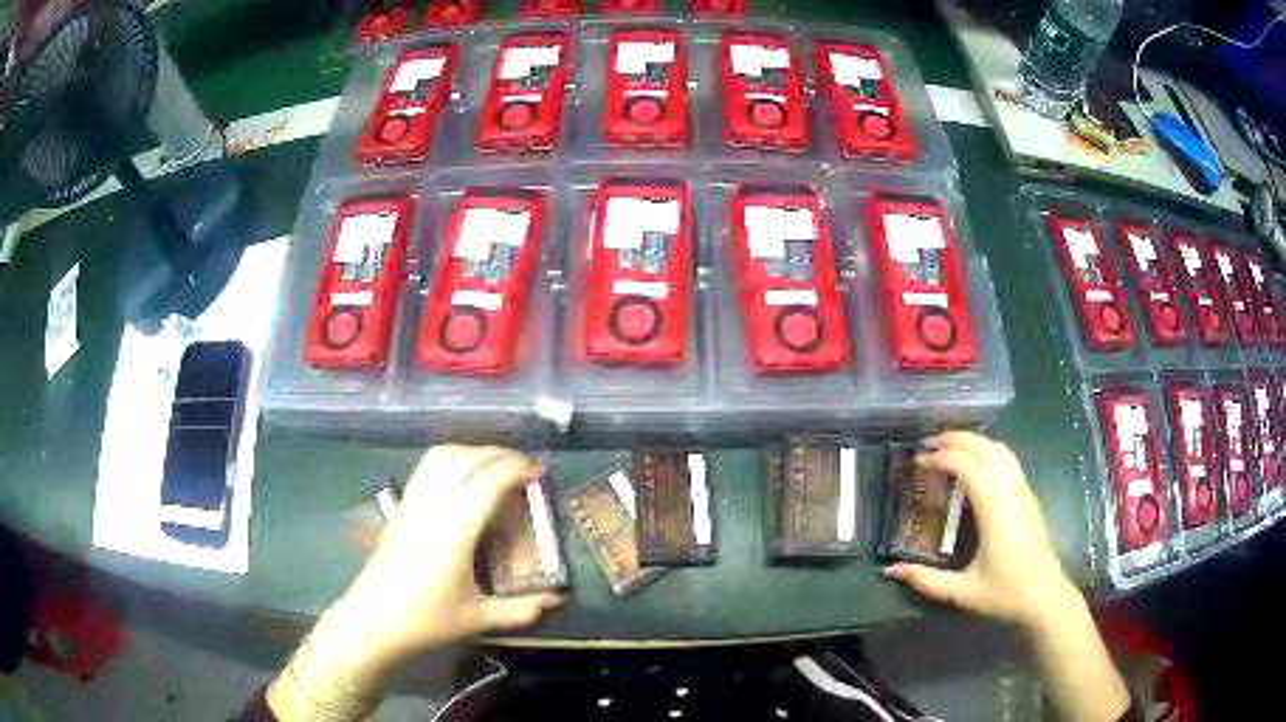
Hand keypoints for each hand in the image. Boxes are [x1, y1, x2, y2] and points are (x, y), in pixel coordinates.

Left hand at [310, 446, 562, 684]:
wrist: (371, 621)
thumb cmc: (425, 621)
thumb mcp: (477, 619)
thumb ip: (520, 610)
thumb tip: (555, 601)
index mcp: (454, 533)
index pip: (487, 482)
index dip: (516, 470)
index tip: (538, 474)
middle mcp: (431, 508)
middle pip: (466, 460)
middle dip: (499, 454)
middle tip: (524, 467)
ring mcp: (412, 503)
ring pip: (441, 456)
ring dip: (472, 451)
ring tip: (495, 465)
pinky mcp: (400, 507)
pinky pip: (426, 467)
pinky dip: (450, 458)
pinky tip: (461, 475)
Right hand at [885, 432, 1079, 628]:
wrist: (1045, 598)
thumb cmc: (1005, 594)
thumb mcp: (961, 593)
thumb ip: (926, 580)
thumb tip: (892, 570)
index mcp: (995, 510)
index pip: (969, 467)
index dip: (942, 458)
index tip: (918, 461)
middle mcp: (1011, 492)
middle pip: (986, 448)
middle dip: (957, 439)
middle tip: (928, 444)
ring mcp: (1023, 492)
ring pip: (1001, 450)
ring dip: (974, 441)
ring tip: (949, 447)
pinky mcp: (1029, 497)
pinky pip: (1008, 460)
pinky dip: (987, 450)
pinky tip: (975, 463)